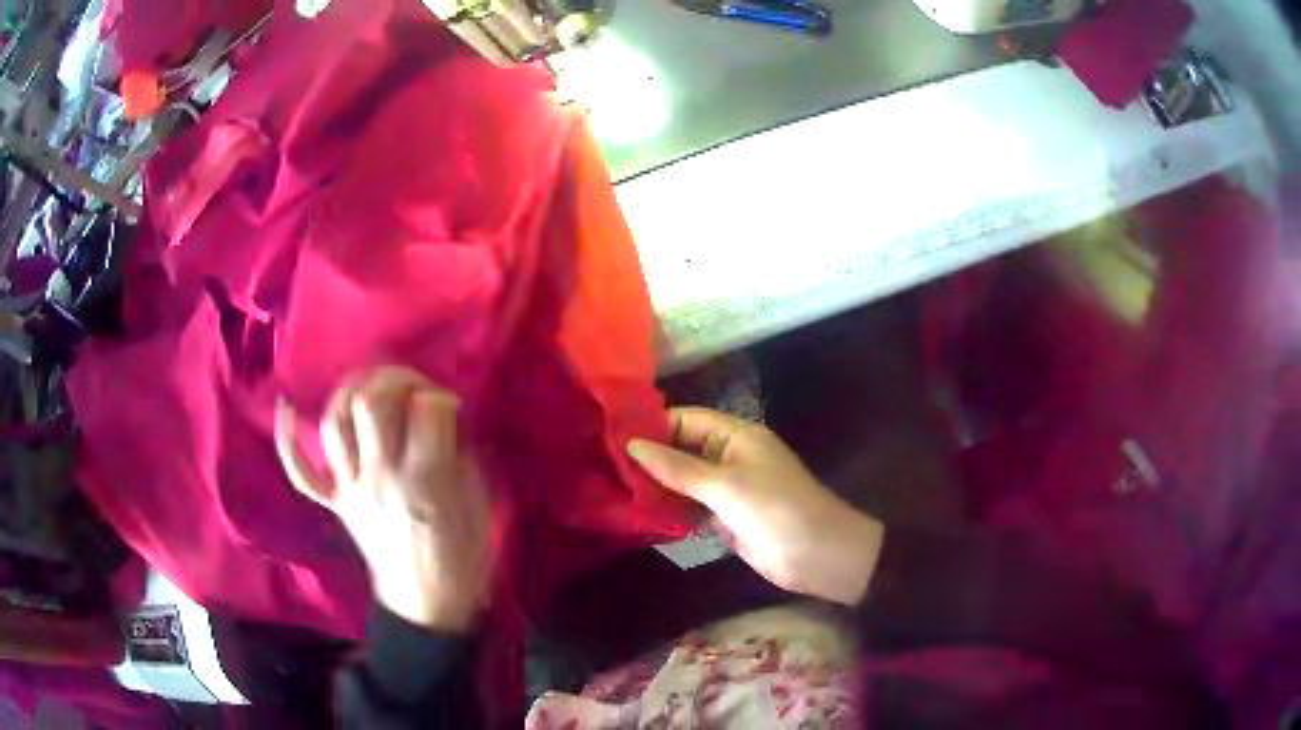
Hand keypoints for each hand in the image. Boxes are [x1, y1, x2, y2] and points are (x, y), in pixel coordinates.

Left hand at [275, 367, 491, 632]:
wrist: (425, 605)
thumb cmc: (462, 559)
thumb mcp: (479, 507)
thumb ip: (461, 458)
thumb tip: (447, 422)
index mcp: (425, 481)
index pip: (427, 409)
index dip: (441, 398)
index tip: (450, 408)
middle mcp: (380, 476)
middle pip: (371, 403)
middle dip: (395, 378)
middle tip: (412, 386)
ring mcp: (350, 488)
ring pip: (335, 423)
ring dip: (351, 392)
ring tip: (370, 387)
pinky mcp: (334, 501)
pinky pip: (300, 471)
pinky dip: (288, 439)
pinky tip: (287, 409)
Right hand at [628, 408, 883, 606]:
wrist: (818, 555)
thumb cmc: (776, 509)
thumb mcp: (726, 485)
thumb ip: (678, 467)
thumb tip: (632, 445)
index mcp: (736, 436)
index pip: (686, 420)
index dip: (652, 425)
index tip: (611, 435)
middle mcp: (729, 458)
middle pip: (681, 451)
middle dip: (648, 458)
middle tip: (603, 465)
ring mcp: (727, 490)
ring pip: (683, 482)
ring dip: (655, 486)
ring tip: (611, 489)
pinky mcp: (725, 519)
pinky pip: (690, 508)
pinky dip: (668, 510)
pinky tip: (637, 514)